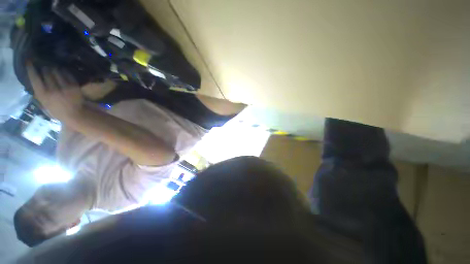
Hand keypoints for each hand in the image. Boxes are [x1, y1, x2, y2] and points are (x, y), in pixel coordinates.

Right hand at [27, 63, 83, 121]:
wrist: (75, 114)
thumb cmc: (57, 110)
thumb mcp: (44, 103)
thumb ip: (39, 91)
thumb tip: (34, 77)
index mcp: (43, 95)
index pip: (34, 78)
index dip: (31, 68)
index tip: (29, 61)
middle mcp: (53, 90)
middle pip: (46, 72)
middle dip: (45, 68)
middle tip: (45, 68)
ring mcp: (65, 87)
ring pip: (57, 71)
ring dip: (54, 69)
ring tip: (53, 69)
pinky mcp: (74, 86)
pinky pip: (67, 74)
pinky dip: (64, 71)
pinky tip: (62, 71)